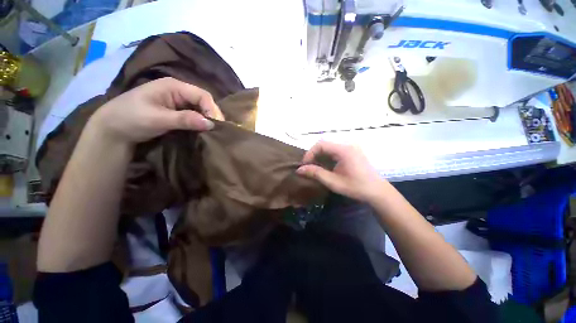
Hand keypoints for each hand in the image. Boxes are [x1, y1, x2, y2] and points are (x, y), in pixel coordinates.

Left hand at [88, 77, 223, 143]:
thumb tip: (211, 124)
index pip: (202, 95)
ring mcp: (177, 101)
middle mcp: (178, 91)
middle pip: (203, 100)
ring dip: (207, 119)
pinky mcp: (176, 111)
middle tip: (216, 130)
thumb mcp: (157, 119)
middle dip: (211, 114)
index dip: (212, 109)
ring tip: (212, 131)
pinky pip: (194, 114)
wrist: (112, 129)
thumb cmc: (131, 119)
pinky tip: (203, 129)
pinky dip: (200, 122)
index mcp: (173, 86)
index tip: (216, 125)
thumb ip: (185, 120)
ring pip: (200, 108)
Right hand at [296, 141, 385, 202]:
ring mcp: (352, 147)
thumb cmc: (356, 187)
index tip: (305, 165)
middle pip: (325, 144)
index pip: (321, 144)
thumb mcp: (333, 182)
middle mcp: (348, 145)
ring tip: (316, 167)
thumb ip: (315, 173)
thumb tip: (299, 169)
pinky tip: (327, 166)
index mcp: (344, 150)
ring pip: (330, 147)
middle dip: (314, 154)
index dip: (310, 153)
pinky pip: (336, 150)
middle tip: (309, 167)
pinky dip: (328, 156)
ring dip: (320, 156)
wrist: (377, 191)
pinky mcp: (353, 151)